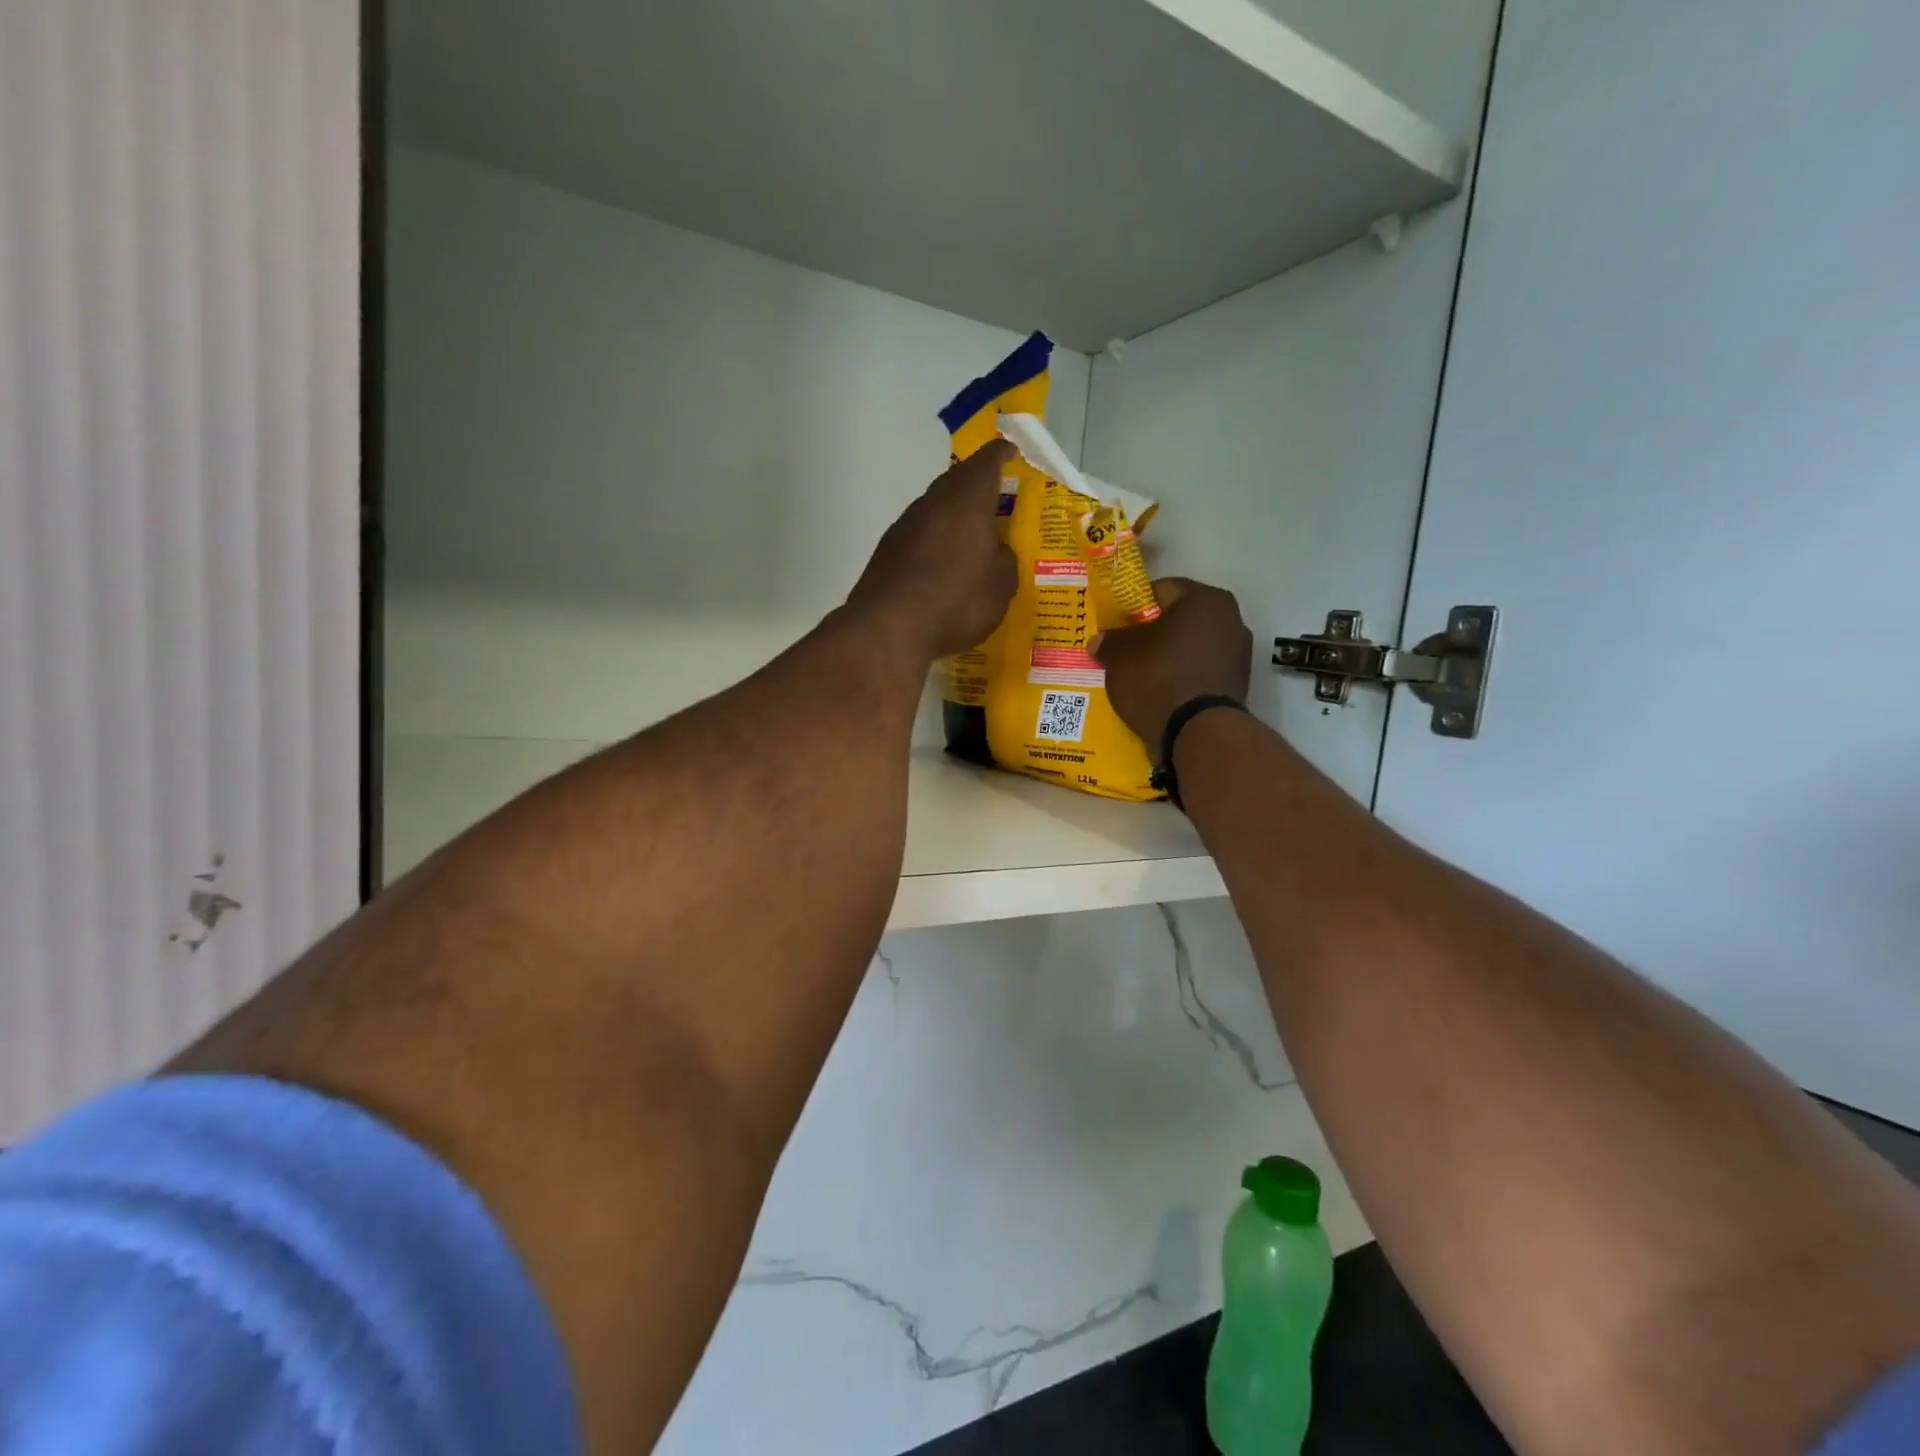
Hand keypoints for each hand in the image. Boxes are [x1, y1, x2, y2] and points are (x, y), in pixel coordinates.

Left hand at [847, 440, 1018, 659]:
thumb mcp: (1001, 587)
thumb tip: (997, 550)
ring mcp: (904, 526)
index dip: (1000, 455)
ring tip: (968, 535)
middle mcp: (933, 504)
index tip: (1010, 451)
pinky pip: (918, 534)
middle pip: (956, 481)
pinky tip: (939, 562)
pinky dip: (932, 540)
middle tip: (993, 496)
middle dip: (975, 484)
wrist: (889, 628)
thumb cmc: (956, 602)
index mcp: (967, 502)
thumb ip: (1004, 561)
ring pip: (934, 508)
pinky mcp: (886, 551)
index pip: (986, 463)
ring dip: (951, 515)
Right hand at [1093, 577, 1251, 746]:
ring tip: (1139, 676)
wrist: (1198, 734)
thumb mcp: (1120, 656)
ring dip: (1167, 658)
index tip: (1115, 624)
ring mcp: (1238, 655)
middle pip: (1179, 620)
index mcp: (1205, 599)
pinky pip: (1199, 674)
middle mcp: (1230, 620)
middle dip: (1152, 633)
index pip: (1161, 590)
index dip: (1133, 606)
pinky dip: (1181, 679)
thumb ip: (1109, 641)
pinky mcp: (1236, 687)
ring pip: (1190, 648)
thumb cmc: (1159, 678)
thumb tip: (1100, 641)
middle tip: (1124, 650)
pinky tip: (1159, 694)